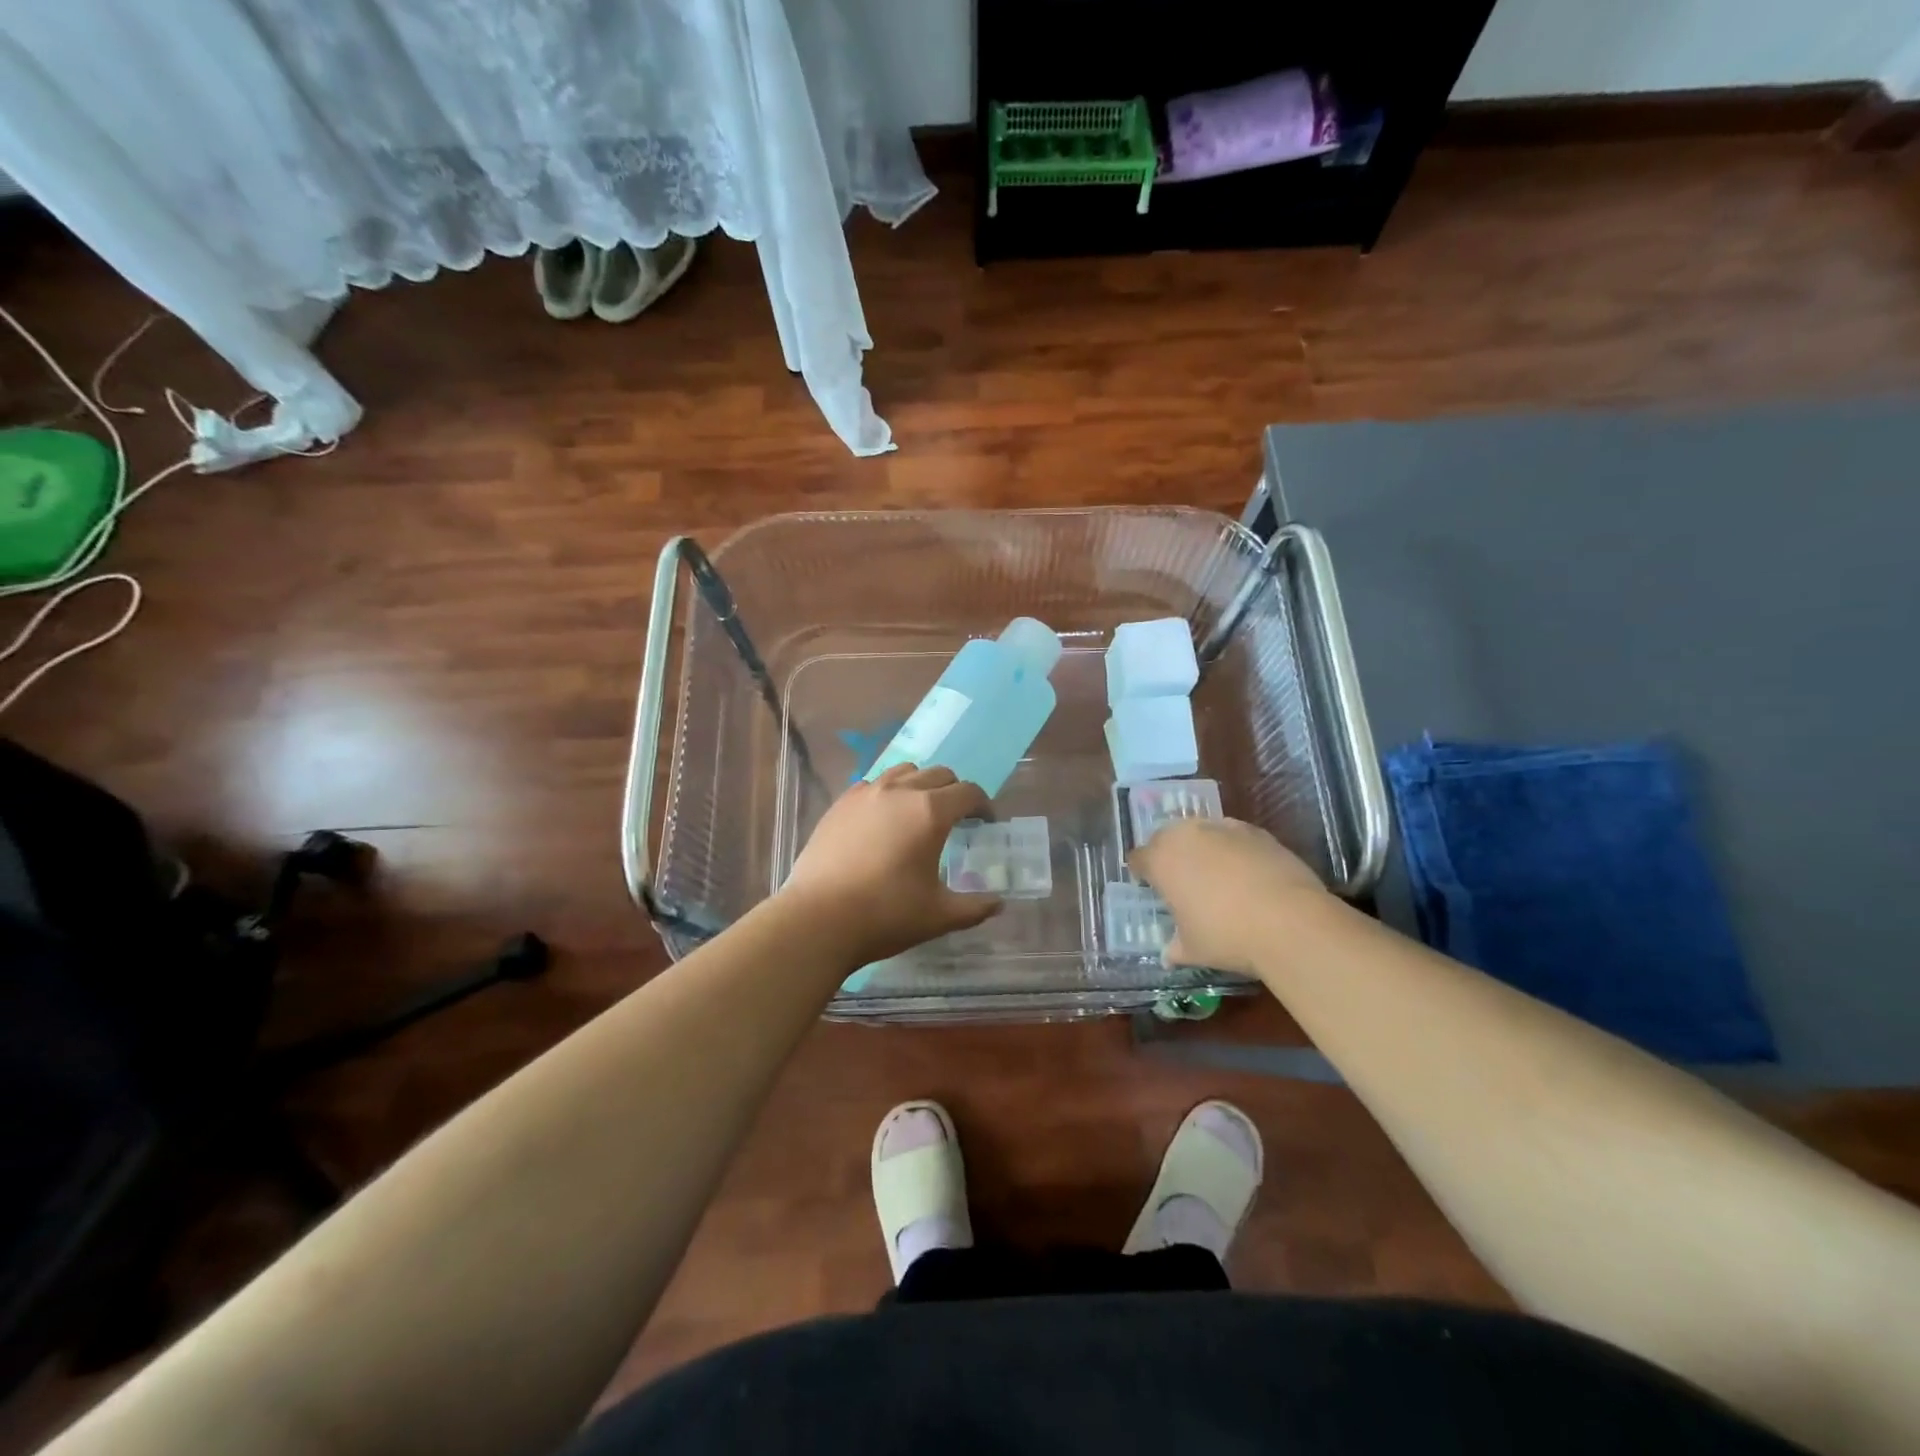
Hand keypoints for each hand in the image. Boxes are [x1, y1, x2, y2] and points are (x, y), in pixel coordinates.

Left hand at [780, 764, 1001, 964]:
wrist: (818, 919)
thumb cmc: (886, 915)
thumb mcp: (939, 916)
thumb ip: (975, 907)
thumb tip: (998, 903)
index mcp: (931, 812)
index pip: (968, 792)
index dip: (983, 805)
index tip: (985, 823)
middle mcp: (900, 791)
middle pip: (938, 774)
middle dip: (954, 791)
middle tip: (956, 819)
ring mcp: (865, 794)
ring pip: (904, 772)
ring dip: (920, 785)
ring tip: (918, 813)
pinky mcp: (840, 804)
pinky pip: (872, 784)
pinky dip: (887, 794)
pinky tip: (882, 821)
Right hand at [1129, 817, 1326, 974]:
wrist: (1290, 921)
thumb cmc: (1227, 935)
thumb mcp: (1193, 949)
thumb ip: (1175, 947)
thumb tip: (1168, 955)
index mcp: (1162, 860)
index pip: (1139, 858)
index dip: (1141, 872)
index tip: (1148, 885)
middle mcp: (1187, 835)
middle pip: (1167, 837)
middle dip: (1168, 854)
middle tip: (1179, 878)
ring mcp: (1224, 829)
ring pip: (1201, 831)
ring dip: (1201, 848)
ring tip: (1214, 874)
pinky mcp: (1257, 832)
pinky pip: (1233, 836)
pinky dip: (1233, 850)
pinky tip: (1245, 873)